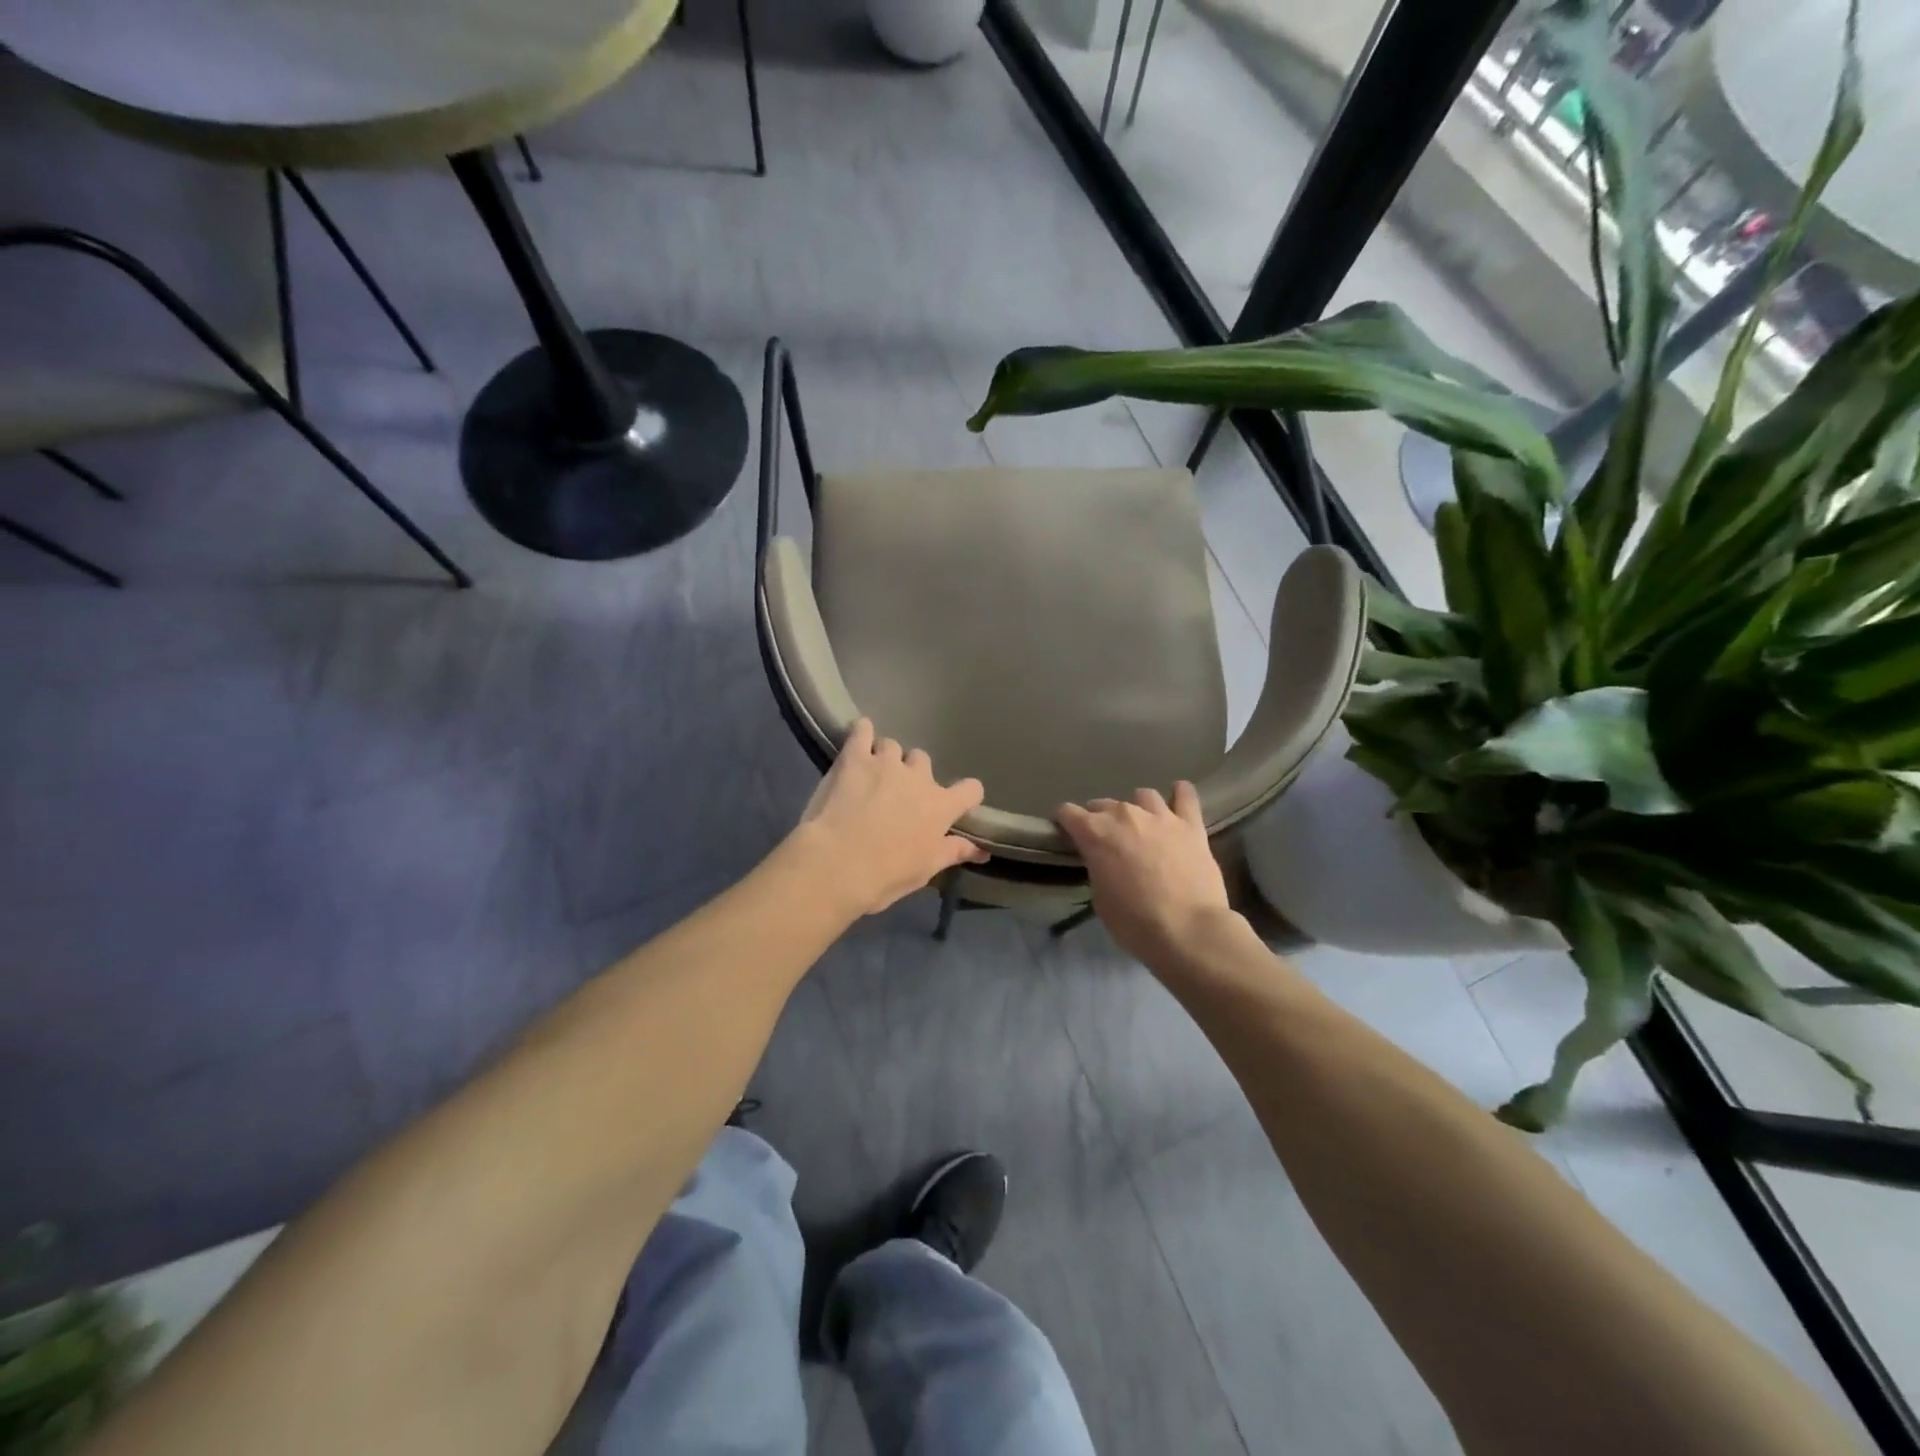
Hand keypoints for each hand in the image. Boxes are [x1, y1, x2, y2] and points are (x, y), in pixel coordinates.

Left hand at [793, 719, 987, 915]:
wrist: (837, 864)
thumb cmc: (885, 874)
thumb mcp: (925, 870)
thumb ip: (953, 852)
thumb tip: (983, 852)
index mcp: (940, 806)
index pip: (970, 789)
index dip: (964, 795)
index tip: (954, 803)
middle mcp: (918, 778)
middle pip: (923, 760)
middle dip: (913, 773)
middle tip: (896, 794)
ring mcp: (886, 763)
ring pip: (892, 746)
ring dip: (885, 757)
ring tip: (871, 774)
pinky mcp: (854, 757)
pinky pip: (862, 730)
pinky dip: (862, 731)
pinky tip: (858, 737)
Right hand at [1056, 783, 1231, 965]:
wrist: (1188, 931)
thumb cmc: (1135, 923)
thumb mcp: (1100, 899)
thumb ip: (1098, 868)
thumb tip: (1104, 860)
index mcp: (1095, 833)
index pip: (1068, 812)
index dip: (1064, 822)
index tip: (1066, 833)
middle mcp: (1125, 815)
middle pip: (1103, 804)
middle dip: (1099, 818)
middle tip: (1106, 840)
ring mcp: (1160, 816)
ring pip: (1143, 796)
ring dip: (1137, 808)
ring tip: (1141, 825)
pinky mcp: (1191, 825)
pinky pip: (1185, 796)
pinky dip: (1180, 795)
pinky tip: (1178, 799)